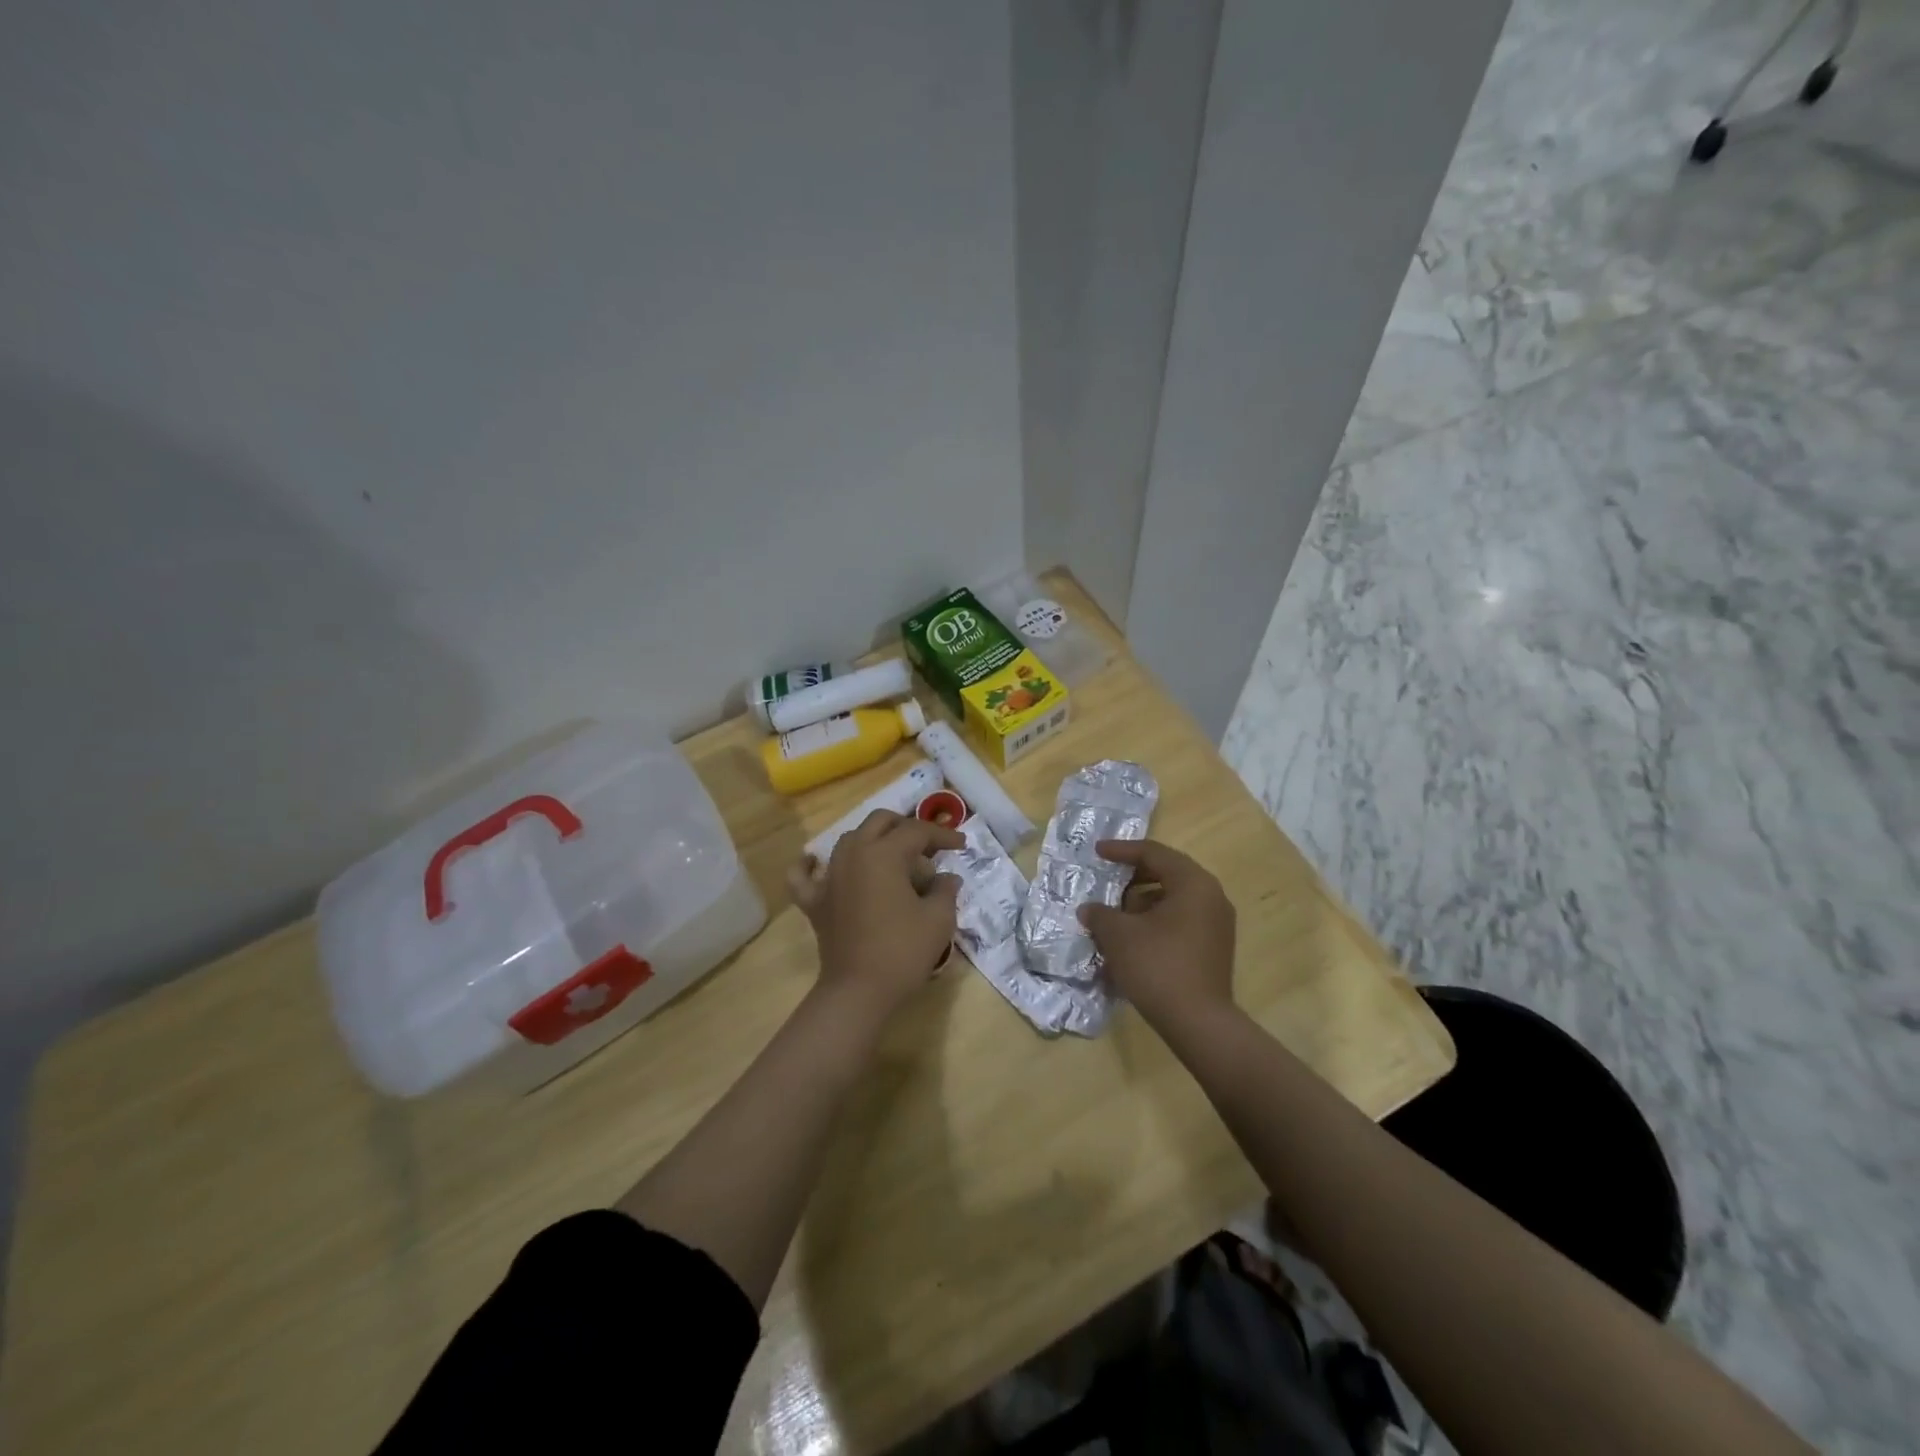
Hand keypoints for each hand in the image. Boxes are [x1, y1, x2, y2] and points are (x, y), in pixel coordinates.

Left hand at [788, 810, 963, 1021]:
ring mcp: (829, 876)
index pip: (917, 831)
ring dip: (873, 840)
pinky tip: (816, 862)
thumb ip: (945, 890)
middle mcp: (853, 854)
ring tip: (893, 859)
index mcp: (884, 853)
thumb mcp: (938, 919)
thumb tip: (947, 878)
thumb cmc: (903, 951)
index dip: (942, 834)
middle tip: (928, 847)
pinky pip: (804, 875)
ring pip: (849, 840)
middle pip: (880, 822)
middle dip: (906, 827)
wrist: (859, 990)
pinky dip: (810, 865)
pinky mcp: (814, 901)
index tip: (961, 845)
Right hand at [1080, 839, 1235, 1030]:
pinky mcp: (1214, 948)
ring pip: (1173, 899)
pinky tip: (1133, 940)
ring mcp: (1217, 924)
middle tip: (1107, 882)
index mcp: (1193, 883)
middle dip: (1133, 878)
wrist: (1198, 1023)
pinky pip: (1181, 921)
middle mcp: (1212, 897)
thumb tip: (1089, 910)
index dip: (1122, 850)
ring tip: (1115, 918)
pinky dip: (1155, 922)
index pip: (1154, 853)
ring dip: (1142, 903)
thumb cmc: (1157, 966)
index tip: (1097, 852)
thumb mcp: (1118, 935)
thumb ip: (1100, 914)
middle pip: (1167, 873)